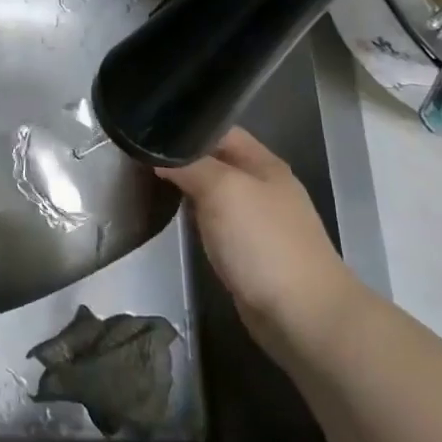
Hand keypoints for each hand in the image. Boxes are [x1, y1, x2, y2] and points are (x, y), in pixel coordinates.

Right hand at [157, 127, 366, 356]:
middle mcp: (263, 186)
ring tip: (146, 182)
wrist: (303, 316)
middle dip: (181, 157)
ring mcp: (259, 220)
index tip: (146, 129)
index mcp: (264, 163)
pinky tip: (173, 218)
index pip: (218, 129)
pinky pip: (216, 221)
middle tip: (139, 156)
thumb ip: (188, 166)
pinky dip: (195, 216)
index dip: (184, 125)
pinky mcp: (250, 250)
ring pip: (214, 191)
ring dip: (186, 188)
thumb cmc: (263, 242)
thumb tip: (157, 156)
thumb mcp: (222, 190)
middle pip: (215, 159)